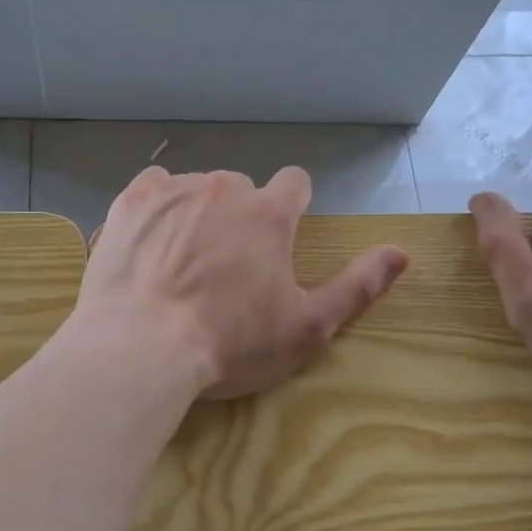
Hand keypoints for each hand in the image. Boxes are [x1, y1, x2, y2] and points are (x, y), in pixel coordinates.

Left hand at [74, 166, 407, 399]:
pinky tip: (151, 242)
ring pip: (197, 190)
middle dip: (240, 219)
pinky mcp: (130, 202)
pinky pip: (153, 187)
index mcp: (270, 213)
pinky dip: (158, 208)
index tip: (277, 242)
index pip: (295, 184)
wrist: (141, 347)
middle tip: (225, 269)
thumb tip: (401, 252)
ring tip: (181, 264)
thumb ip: (357, 285)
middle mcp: (224, 188)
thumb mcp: (307, 327)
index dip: (291, 209)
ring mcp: (174, 190)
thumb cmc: (230, 342)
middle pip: (243, 190)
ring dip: (198, 215)